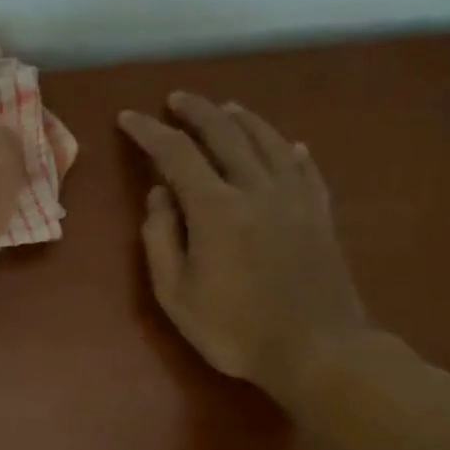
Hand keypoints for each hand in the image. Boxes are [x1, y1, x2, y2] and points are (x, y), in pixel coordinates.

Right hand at [119, 93, 369, 403]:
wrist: (318, 350)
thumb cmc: (235, 329)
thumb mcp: (176, 294)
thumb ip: (160, 239)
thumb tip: (158, 194)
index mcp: (216, 208)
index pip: (176, 154)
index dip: (149, 132)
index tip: (129, 118)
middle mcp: (256, 189)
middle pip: (225, 134)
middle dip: (196, 112)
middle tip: (176, 99)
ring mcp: (294, 198)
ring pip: (268, 141)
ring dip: (242, 120)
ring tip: (225, 109)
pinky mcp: (320, 214)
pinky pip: (305, 168)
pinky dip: (290, 150)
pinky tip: (288, 144)